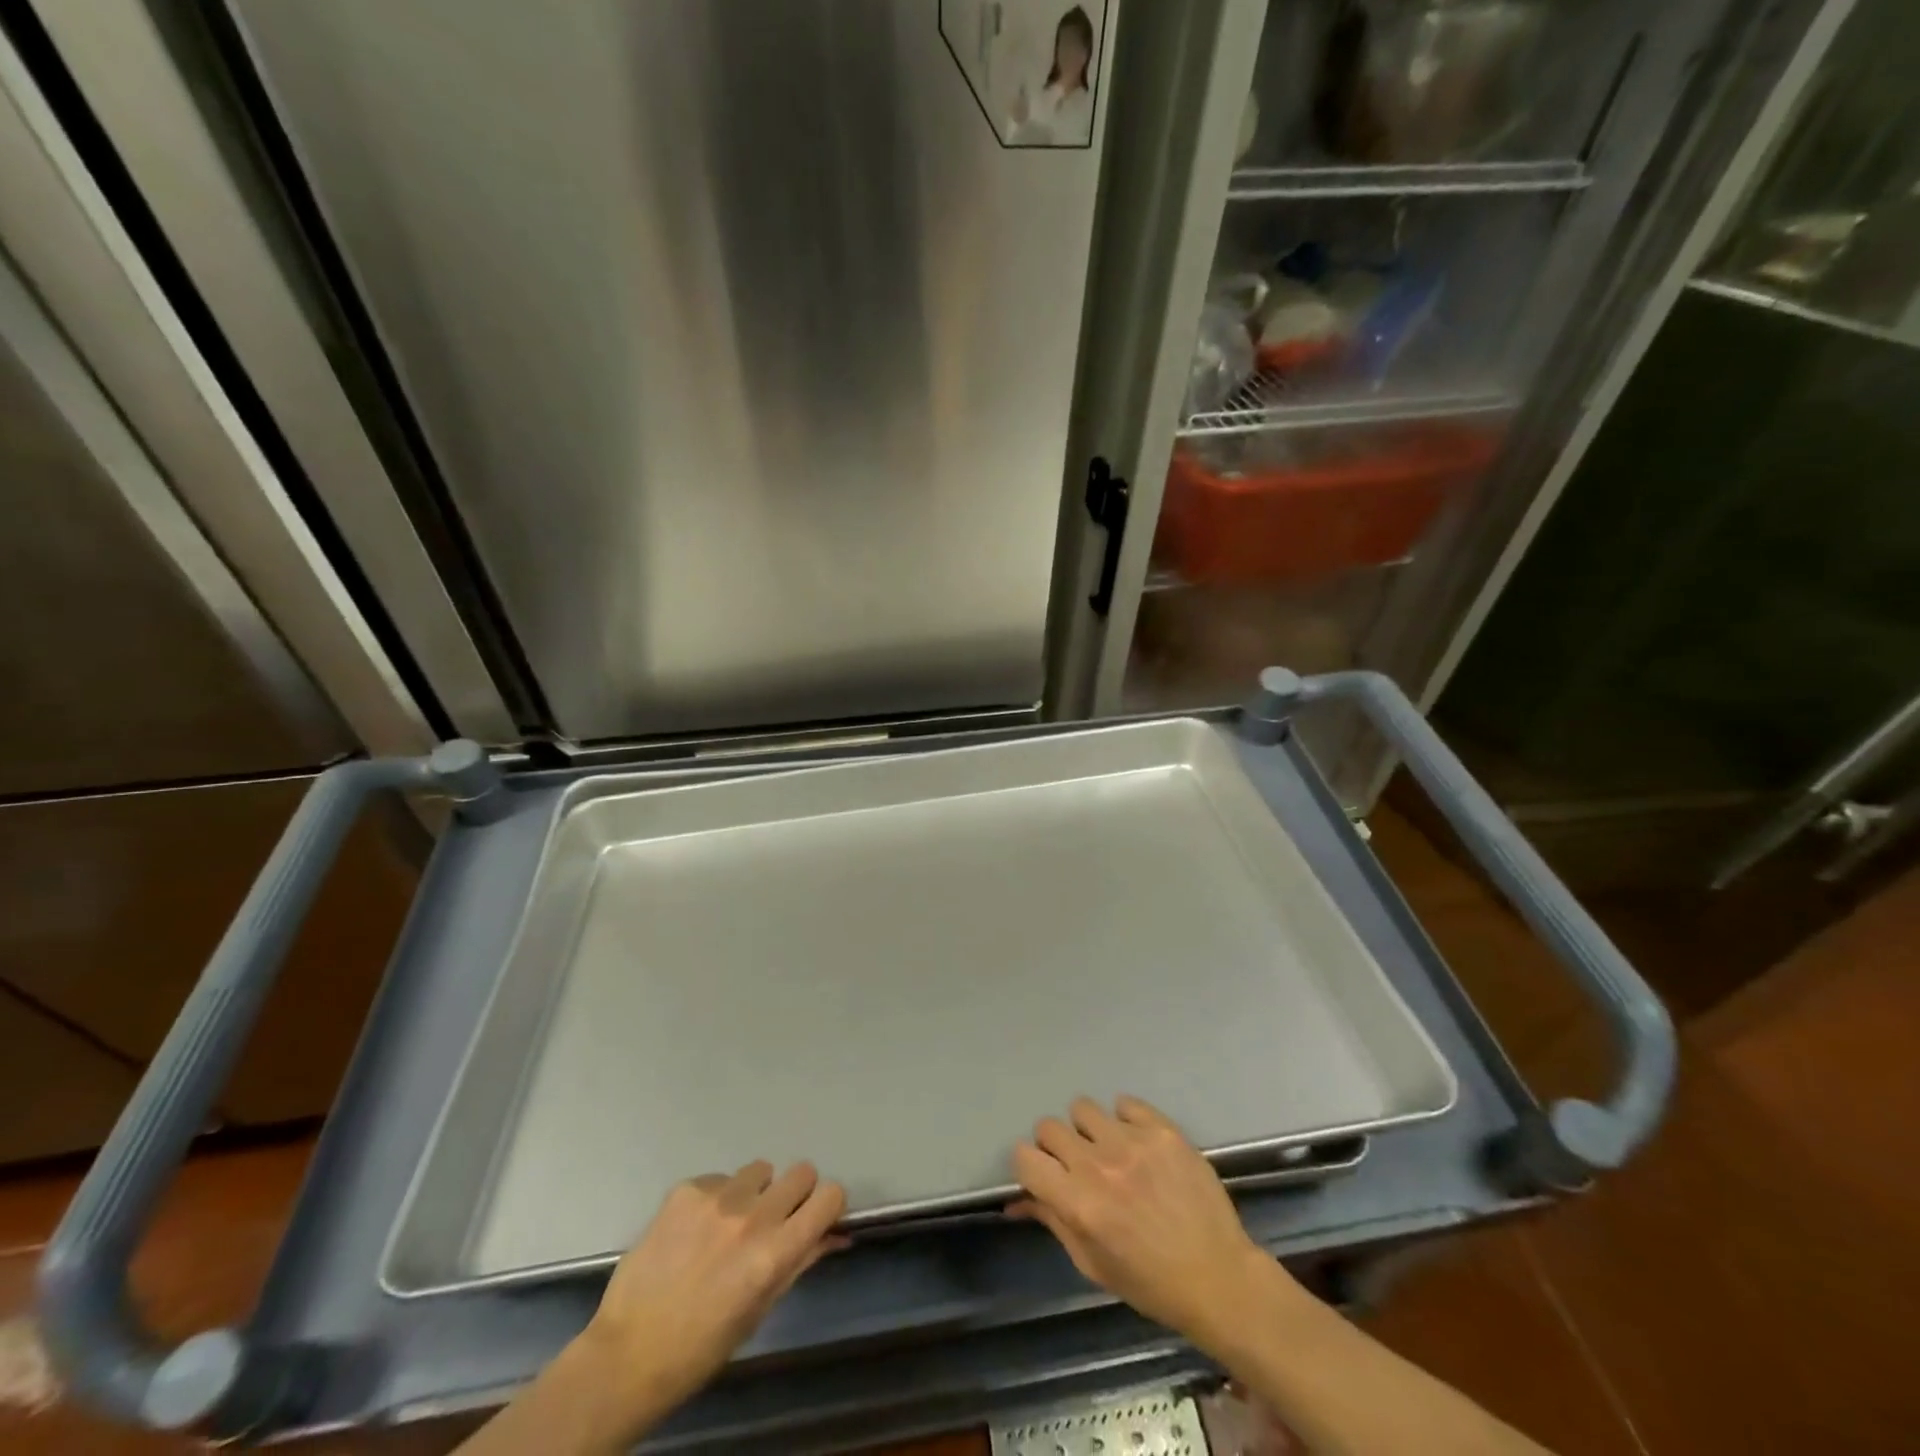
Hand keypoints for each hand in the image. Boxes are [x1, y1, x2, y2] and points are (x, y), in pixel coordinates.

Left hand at [581, 1160, 846, 1416]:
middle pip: (802, 1171)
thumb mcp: (760, 1310)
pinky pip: (719, 1179)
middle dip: (795, 1194)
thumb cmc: (702, 1347)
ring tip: (728, 1226)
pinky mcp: (686, 1190)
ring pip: (760, 1170)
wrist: (627, 1354)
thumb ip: (800, 1262)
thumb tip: (837, 1234)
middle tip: (774, 1221)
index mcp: (774, 1252)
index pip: (830, 1195)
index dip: (828, 1205)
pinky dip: (716, 1199)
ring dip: (755, 1192)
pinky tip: (695, 1231)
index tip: (815, 1219)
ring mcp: (717, 1197)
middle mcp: (752, 1216)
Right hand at [1010, 1096, 1290, 1349]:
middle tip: (1076, 1166)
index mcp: (1078, 1203)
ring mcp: (1132, 1142)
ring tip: (1109, 1151)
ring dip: (1088, 1129)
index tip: (1042, 1174)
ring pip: (1083, 1108)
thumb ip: (1053, 1221)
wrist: (1218, 1276)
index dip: (1028, 1165)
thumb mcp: (1093, 1264)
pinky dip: (1125, 1120)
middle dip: (1055, 1147)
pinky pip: (1125, 1103)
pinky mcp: (1162, 1130)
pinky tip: (1138, 1144)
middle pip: (1049, 1126)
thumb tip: (1015, 1201)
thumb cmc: (1150, 1282)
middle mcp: (1099, 1165)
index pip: (1024, 1157)